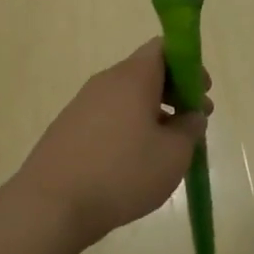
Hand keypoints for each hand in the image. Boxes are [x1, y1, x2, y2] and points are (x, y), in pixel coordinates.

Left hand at [15, 39, 209, 253]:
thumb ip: (189, 129)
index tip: (202, 93)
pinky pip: (108, 118)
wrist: (51, 205)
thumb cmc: (122, 173)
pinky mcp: (68, 129)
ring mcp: (82, 105)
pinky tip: (134, 162)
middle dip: (174, 92)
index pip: (163, 47)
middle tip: (193, 122)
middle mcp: (105, 82)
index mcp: (132, 77)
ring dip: (152, 113)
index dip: (189, 65)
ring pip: (127, 98)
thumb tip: (191, 116)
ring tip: (167, 149)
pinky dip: (129, 129)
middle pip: (146, 72)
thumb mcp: (173, 155)